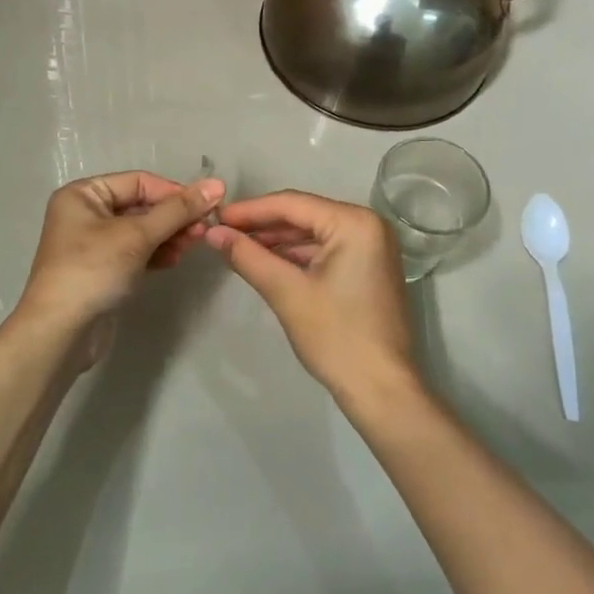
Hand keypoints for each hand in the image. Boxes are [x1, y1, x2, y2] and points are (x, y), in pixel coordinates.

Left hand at [18, 171, 223, 333]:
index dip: (174, 192)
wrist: (60, 333)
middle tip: (203, 231)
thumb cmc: (93, 271)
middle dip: (173, 217)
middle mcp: (85, 214)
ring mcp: (93, 244)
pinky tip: (174, 260)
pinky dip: (156, 253)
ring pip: (141, 231)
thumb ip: (178, 210)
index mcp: (83, 194)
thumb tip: (217, 184)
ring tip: (192, 246)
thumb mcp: (137, 235)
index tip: (207, 207)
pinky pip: (136, 252)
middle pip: (141, 206)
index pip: (139, 182)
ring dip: (169, 236)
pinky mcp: (103, 271)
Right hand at [205, 190, 416, 402]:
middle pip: (304, 215)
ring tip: (236, 246)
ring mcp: (371, 246)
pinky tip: (266, 261)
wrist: (381, 389)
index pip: (292, 204)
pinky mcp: (368, 267)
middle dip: (261, 225)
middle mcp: (368, 225)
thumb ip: (247, 256)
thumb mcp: (286, 292)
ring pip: (312, 233)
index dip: (249, 210)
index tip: (215, 216)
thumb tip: (212, 232)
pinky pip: (325, 250)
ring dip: (276, 241)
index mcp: (355, 222)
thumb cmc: (336, 336)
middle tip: (221, 232)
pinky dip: (295, 256)